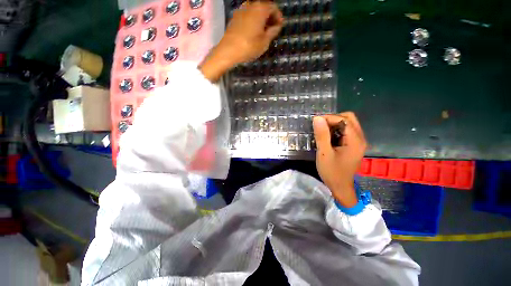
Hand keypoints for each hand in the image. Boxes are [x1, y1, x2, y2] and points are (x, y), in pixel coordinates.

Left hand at [200, 1, 283, 81]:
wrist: (228, 51)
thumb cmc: (249, 47)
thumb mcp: (265, 42)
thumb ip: (273, 31)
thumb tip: (277, 26)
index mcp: (260, 9)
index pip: (273, 7)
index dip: (278, 16)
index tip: (280, 26)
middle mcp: (250, 5)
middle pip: (263, 7)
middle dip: (269, 17)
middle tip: (272, 29)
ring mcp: (241, 10)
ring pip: (255, 11)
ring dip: (261, 19)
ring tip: (263, 31)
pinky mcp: (235, 17)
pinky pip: (248, 15)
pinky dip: (253, 20)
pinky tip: (253, 31)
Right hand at [313, 112, 367, 206]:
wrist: (340, 187)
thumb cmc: (332, 172)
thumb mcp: (324, 153)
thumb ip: (322, 135)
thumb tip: (317, 118)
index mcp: (355, 141)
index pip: (344, 120)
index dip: (329, 118)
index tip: (315, 122)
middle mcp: (360, 138)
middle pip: (349, 118)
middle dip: (333, 119)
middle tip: (320, 125)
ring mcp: (358, 142)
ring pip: (348, 124)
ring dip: (335, 124)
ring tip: (322, 130)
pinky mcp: (354, 145)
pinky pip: (347, 131)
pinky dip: (337, 130)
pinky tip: (328, 136)